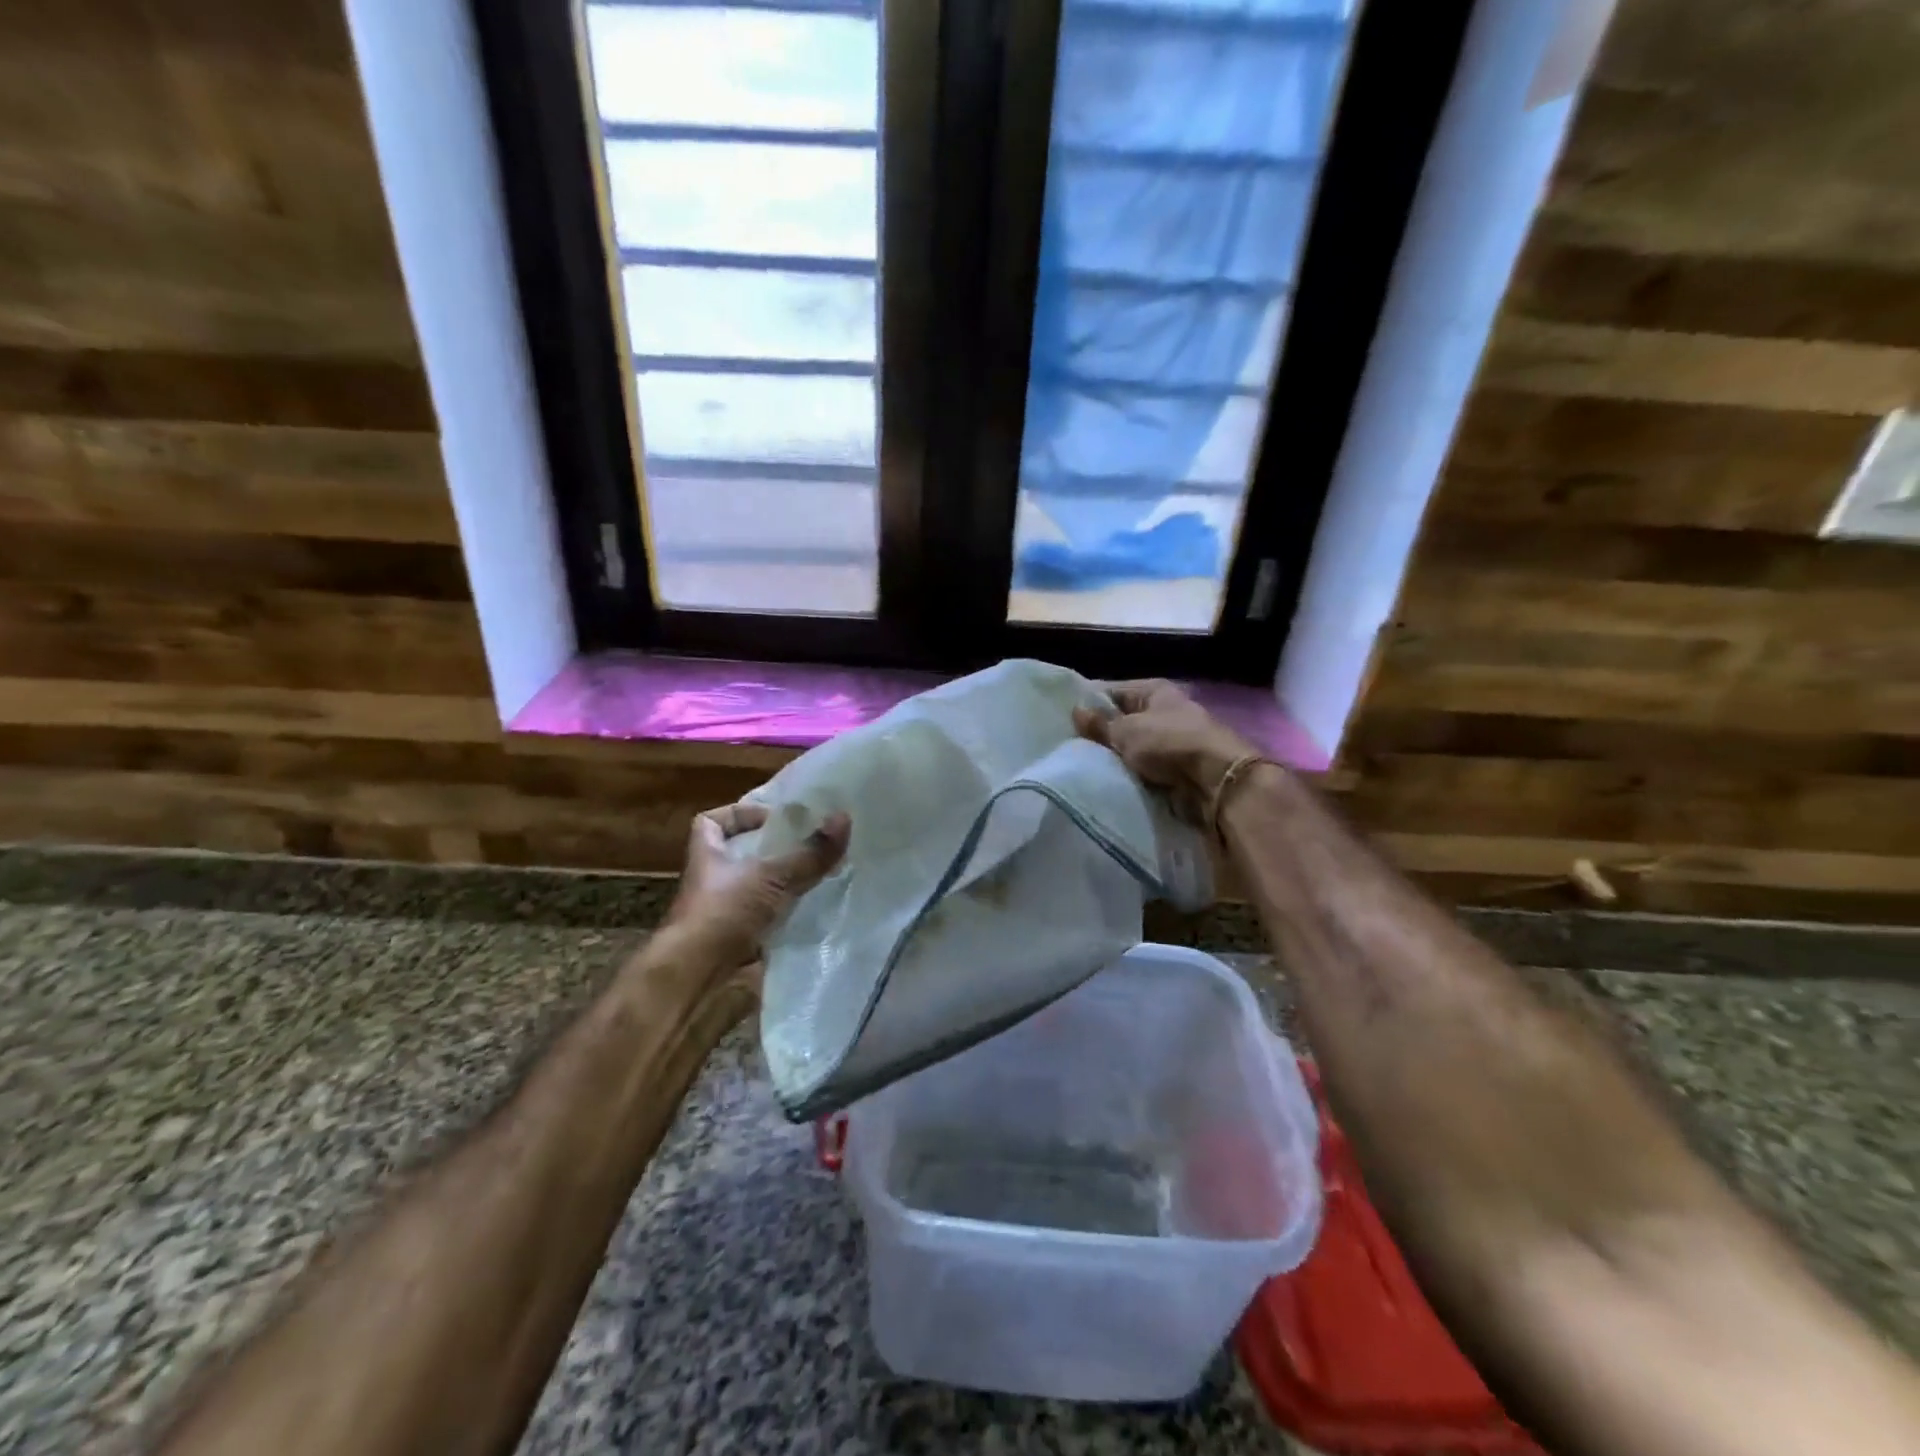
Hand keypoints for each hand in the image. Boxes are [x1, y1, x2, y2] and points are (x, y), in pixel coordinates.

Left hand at [663, 802, 850, 975]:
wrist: (696, 977)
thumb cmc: (723, 913)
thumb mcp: (770, 877)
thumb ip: (809, 853)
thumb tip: (844, 817)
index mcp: (708, 856)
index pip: (711, 822)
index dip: (738, 815)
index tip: (771, 818)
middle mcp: (712, 882)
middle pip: (739, 856)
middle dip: (771, 851)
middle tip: (808, 845)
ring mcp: (723, 914)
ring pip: (756, 889)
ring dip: (782, 885)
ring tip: (818, 876)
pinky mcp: (737, 941)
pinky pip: (766, 921)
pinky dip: (787, 917)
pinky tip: (813, 913)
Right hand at [1073, 679, 1253, 822]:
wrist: (1215, 781)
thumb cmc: (1168, 743)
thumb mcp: (1126, 731)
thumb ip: (1099, 724)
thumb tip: (1076, 710)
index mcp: (1154, 690)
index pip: (1112, 692)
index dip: (1089, 704)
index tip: (1064, 720)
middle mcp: (1164, 711)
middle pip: (1123, 720)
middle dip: (1100, 734)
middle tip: (1069, 746)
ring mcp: (1172, 740)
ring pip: (1132, 747)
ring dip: (1115, 757)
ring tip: (1084, 765)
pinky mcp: (1176, 767)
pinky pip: (1144, 768)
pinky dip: (1131, 773)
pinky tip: (1109, 780)